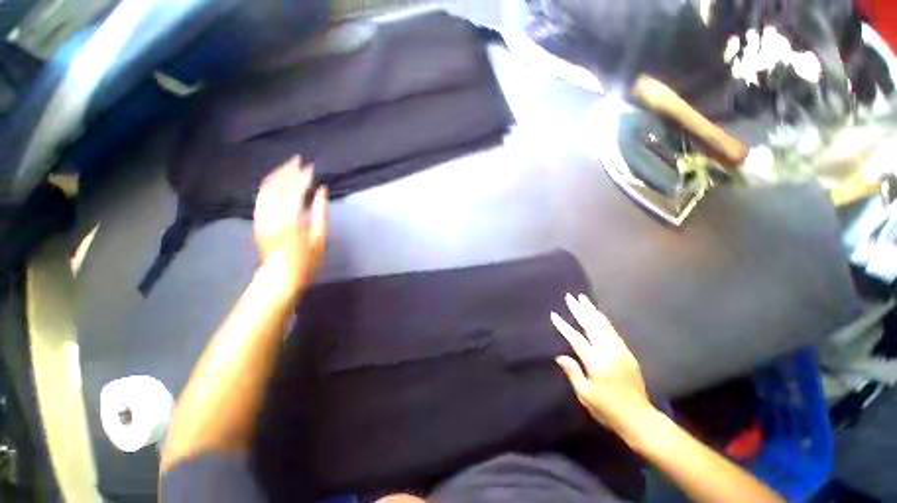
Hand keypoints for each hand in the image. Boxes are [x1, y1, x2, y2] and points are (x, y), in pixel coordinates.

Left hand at [253, 156, 328, 292]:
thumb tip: (322, 191)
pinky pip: (261, 196)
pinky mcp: (257, 220)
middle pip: (278, 186)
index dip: (303, 177)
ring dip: (277, 175)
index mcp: (290, 219)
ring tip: (287, 166)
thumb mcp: (320, 239)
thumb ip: (321, 212)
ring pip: (266, 189)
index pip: (296, 191)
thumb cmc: (307, 261)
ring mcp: (261, 216)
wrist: (280, 276)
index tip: (311, 167)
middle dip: (288, 171)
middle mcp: (272, 214)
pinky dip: (269, 185)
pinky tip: (276, 181)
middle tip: (298, 159)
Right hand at [551, 294, 653, 433]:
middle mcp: (609, 353)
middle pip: (592, 326)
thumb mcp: (586, 395)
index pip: (577, 339)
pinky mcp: (627, 354)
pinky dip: (604, 321)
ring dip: (592, 311)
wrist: (639, 418)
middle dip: (580, 310)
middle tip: (571, 297)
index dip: (564, 326)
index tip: (554, 315)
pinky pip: (613, 332)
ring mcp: (620, 352)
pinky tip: (598, 315)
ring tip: (584, 300)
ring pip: (604, 326)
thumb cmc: (608, 409)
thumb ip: (573, 373)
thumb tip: (560, 356)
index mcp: (597, 363)